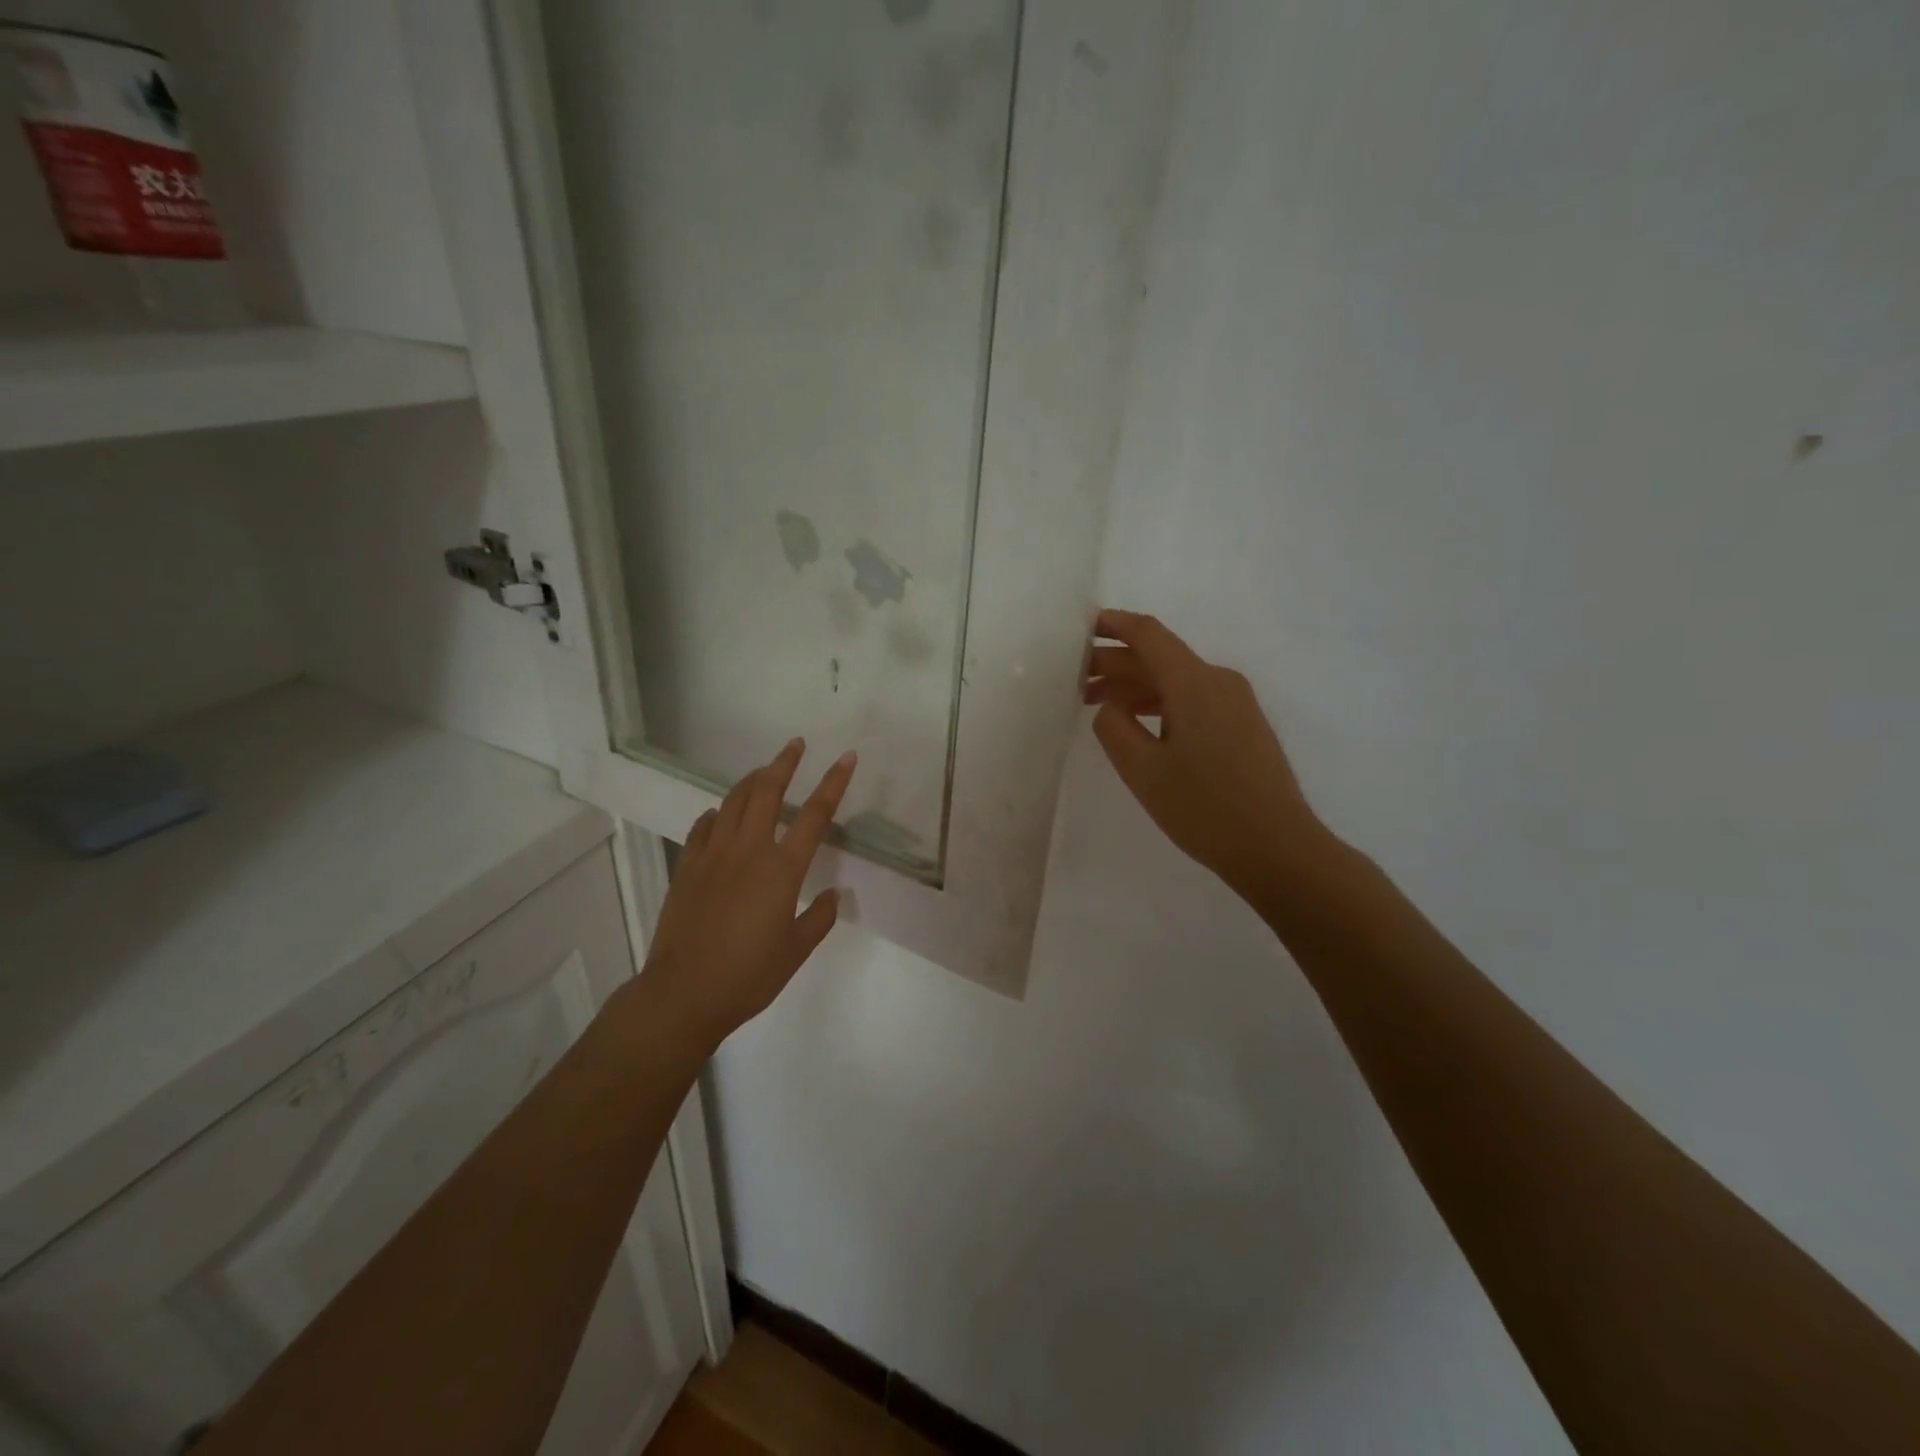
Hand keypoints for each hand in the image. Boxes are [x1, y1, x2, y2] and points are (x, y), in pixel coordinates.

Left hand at [643, 740, 856, 1047]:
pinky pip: (703, 828)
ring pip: (732, 802)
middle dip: (784, 763)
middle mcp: (748, 851)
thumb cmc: (748, 975)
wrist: (683, 992)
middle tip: (795, 745)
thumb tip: (832, 894)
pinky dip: (716, 814)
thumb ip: (819, 917)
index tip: (845, 757)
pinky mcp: (687, 867)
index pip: (815, 814)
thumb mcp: (796, 950)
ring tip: (763, 771)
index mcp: (781, 869)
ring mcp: (713, 855)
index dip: (833, 782)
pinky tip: (719, 815)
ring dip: (750, 780)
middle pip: (767, 792)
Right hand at [1085, 609, 1329, 901]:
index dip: (1113, 625)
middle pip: (1161, 657)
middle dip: (1116, 663)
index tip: (1081, 627)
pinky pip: (1194, 699)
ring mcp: (1236, 703)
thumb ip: (1114, 728)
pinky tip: (1138, 724)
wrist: (1277, 848)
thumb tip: (1110, 706)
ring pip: (1176, 681)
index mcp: (1194, 683)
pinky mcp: (1243, 725)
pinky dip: (1160, 703)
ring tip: (1096, 704)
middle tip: (1075, 678)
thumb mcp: (1143, 770)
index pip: (1149, 635)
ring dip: (1135, 687)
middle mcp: (1219, 681)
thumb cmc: (1204, 808)